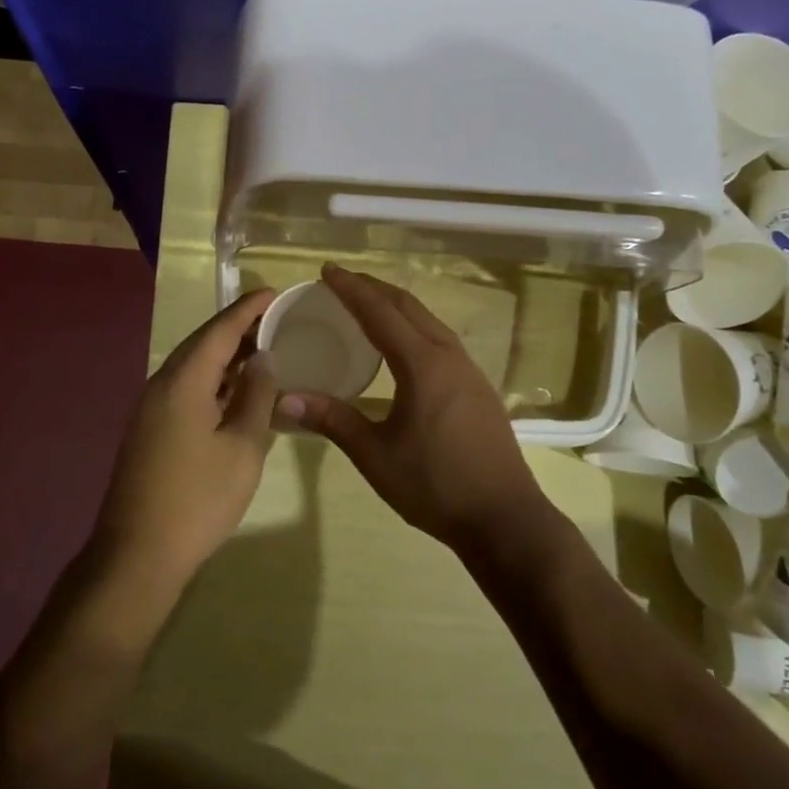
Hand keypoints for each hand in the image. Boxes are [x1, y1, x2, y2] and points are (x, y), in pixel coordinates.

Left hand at [96, 290, 279, 588]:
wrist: (137, 555)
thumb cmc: (198, 499)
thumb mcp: (243, 446)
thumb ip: (256, 396)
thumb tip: (263, 358)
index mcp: (183, 380)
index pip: (220, 329)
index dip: (249, 308)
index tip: (274, 291)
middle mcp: (161, 384)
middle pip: (203, 343)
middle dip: (238, 328)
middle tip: (275, 320)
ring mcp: (150, 408)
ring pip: (193, 367)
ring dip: (226, 356)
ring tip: (263, 350)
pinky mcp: (149, 429)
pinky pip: (185, 389)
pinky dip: (213, 381)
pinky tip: (236, 392)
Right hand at [278, 265, 550, 553]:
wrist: (505, 518)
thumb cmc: (435, 485)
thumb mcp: (376, 455)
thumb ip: (332, 421)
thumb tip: (284, 398)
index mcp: (423, 365)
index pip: (380, 313)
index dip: (352, 289)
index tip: (327, 270)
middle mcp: (449, 356)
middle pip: (409, 307)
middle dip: (374, 289)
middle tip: (343, 282)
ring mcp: (469, 370)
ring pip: (429, 321)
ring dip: (397, 306)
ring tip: (369, 305)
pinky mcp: (478, 387)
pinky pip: (441, 340)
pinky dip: (415, 327)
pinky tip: (404, 346)